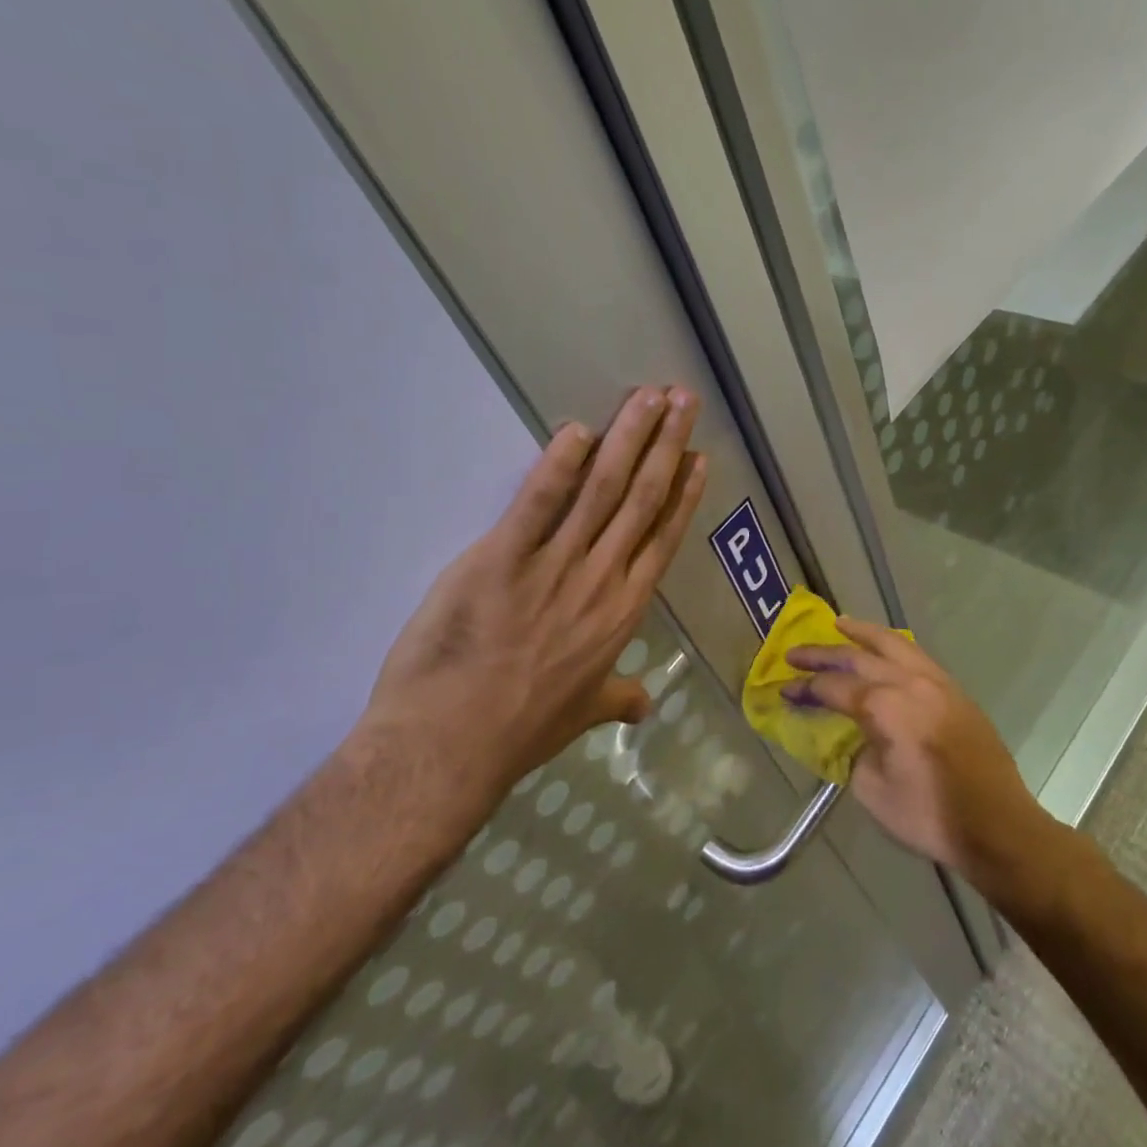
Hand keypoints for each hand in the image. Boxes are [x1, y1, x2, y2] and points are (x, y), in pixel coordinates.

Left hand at [356, 385, 706, 814]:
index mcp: (622, 613)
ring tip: (648, 397)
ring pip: (602, 490)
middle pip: (641, 499)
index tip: (697, 456)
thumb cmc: (518, 732)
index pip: (662, 538)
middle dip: (665, 444)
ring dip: (628, 439)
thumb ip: (617, 698)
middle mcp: (600, 580)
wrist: (449, 749)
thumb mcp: (581, 716)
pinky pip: (537, 504)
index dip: (683, 493)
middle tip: (683, 399)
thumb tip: (645, 705)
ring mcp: (553, 568)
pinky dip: (558, 464)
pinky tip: (576, 430)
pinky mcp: (501, 559)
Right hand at [784, 619, 1056, 899]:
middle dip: (823, 653)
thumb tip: (853, 735)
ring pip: (893, 643)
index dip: (806, 688)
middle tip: (795, 653)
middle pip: (858, 657)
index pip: (834, 687)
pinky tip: (883, 649)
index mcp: (885, 707)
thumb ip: (854, 753)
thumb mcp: (873, 791)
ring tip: (839, 625)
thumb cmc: (930, 815)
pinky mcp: (955, 690)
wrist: (998, 825)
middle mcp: (909, 682)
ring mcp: (937, 682)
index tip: (785, 690)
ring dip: (862, 634)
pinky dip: (892, 645)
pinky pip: (916, 655)